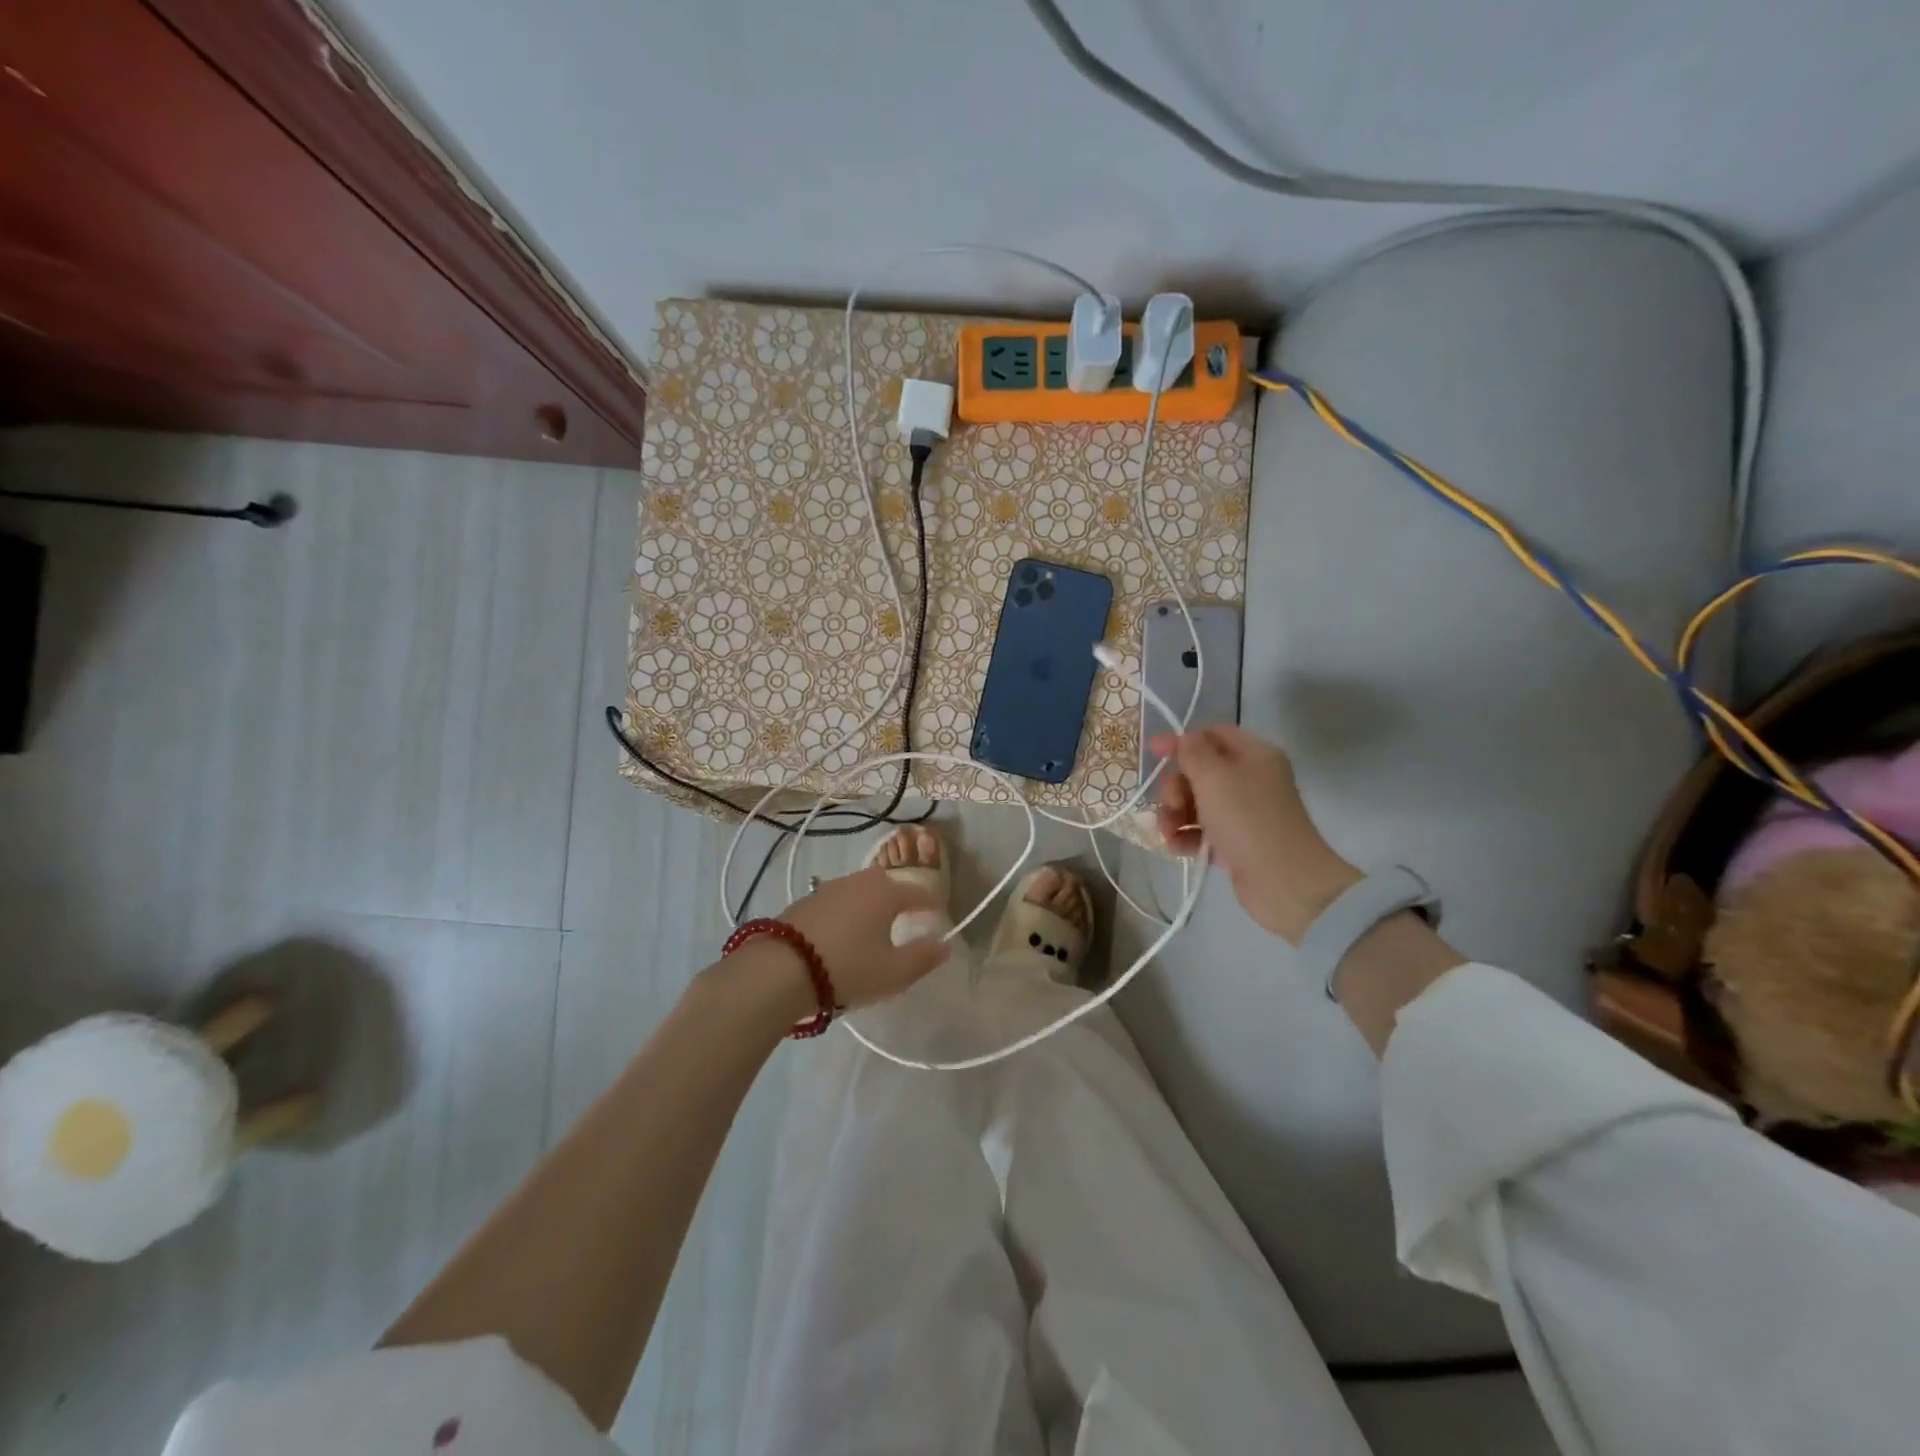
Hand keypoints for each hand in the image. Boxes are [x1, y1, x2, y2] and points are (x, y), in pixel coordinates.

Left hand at [779, 865, 950, 1009]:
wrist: (780, 970)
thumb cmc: (848, 968)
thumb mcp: (893, 973)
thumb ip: (922, 958)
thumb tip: (943, 945)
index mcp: (886, 892)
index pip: (918, 893)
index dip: (931, 905)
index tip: (938, 917)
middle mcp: (859, 882)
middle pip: (887, 886)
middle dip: (900, 900)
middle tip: (906, 920)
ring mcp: (828, 889)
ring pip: (860, 892)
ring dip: (870, 906)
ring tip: (873, 930)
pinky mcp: (804, 902)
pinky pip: (837, 903)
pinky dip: (847, 914)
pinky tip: (842, 936)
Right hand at [1152, 726, 1361, 943]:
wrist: (1284, 882)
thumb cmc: (1248, 820)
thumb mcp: (1214, 777)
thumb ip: (1193, 752)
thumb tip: (1183, 739)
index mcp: (1254, 755)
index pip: (1212, 735)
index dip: (1181, 741)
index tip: (1152, 752)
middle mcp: (1250, 780)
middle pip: (1199, 771)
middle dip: (1176, 786)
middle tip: (1172, 805)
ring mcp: (1243, 813)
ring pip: (1196, 803)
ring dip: (1175, 814)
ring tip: (1168, 832)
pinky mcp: (1235, 843)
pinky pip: (1201, 831)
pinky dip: (1185, 836)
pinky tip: (1176, 847)